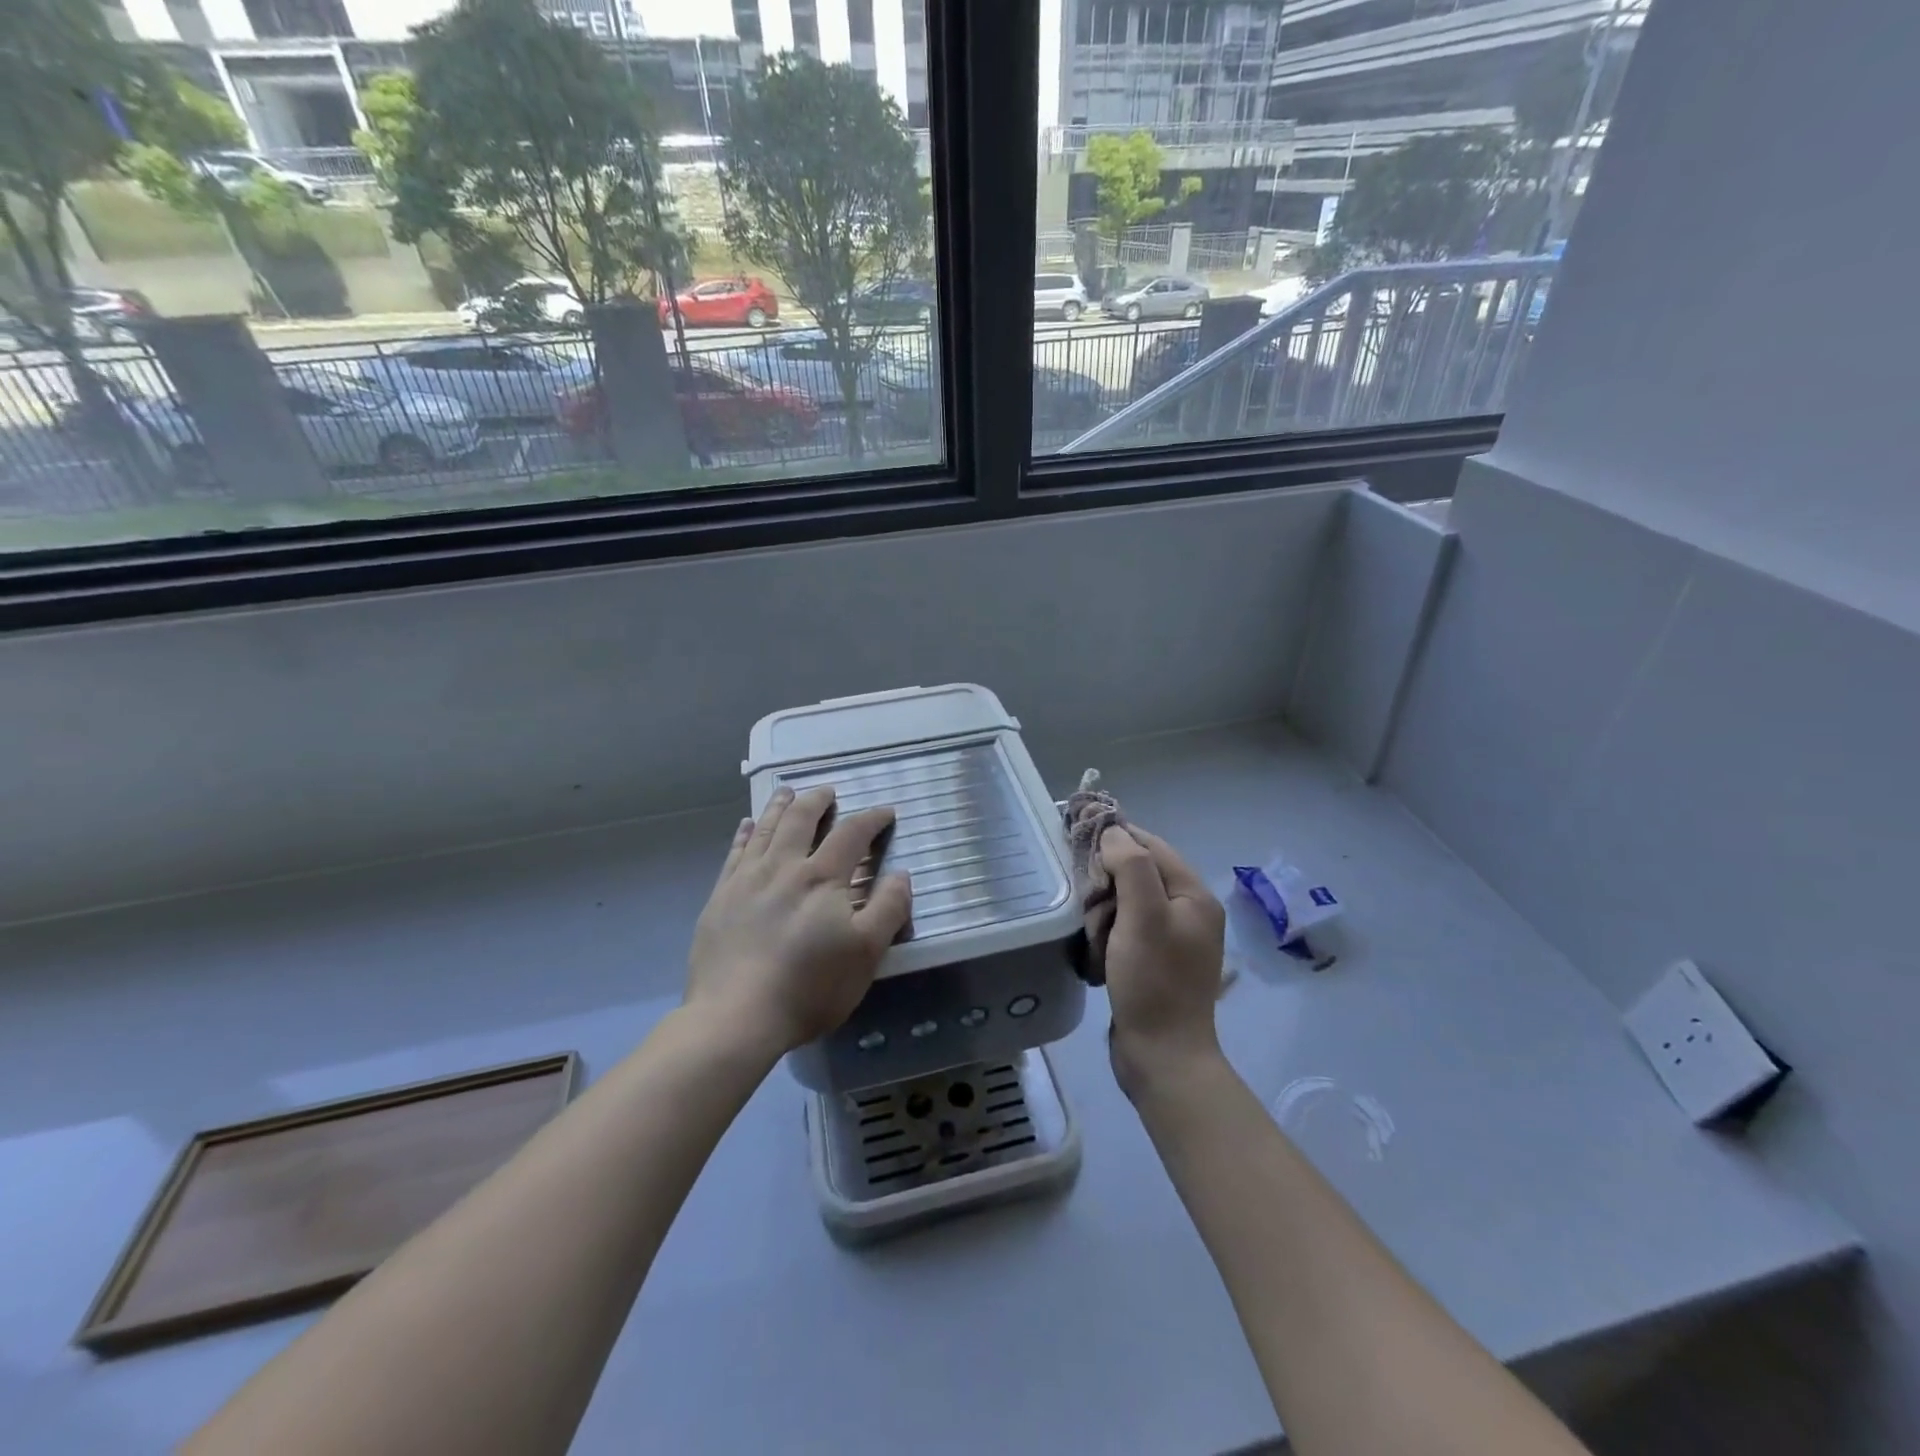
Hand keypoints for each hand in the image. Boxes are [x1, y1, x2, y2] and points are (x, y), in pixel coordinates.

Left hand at [686, 786, 912, 1058]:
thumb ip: (888, 909)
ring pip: (765, 829)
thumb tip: (901, 874)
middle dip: (818, 801)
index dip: (871, 819)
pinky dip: (744, 834)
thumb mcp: (866, 954)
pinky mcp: (720, 898)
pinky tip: (746, 826)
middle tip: (828, 791)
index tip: (885, 811)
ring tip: (788, 792)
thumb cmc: (809, 987)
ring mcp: (746, 880)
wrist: (736, 1017)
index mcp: (822, 878)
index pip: (851, 834)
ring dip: (779, 807)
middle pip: (801, 820)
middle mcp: (783, 867)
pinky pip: (734, 853)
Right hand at [1099, 825, 1227, 1097]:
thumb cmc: (1153, 981)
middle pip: (1136, 874)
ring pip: (1125, 903)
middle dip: (1107, 888)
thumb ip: (1130, 865)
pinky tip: (1098, 956)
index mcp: (1194, 895)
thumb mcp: (1142, 916)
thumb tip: (1113, 832)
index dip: (1116, 838)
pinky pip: (1124, 930)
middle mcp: (1188, 912)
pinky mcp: (1154, 961)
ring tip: (1096, 942)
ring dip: (1103, 915)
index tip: (1078, 835)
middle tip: (1093, 912)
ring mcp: (1171, 938)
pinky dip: (1107, 937)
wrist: (1162, 1056)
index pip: (1151, 846)